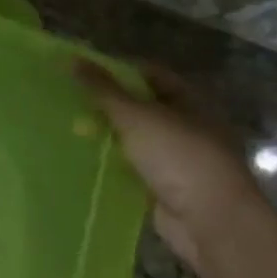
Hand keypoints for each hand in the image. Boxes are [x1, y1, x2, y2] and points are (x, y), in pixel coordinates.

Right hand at [75, 60, 270, 272]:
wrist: (208, 218)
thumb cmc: (178, 156)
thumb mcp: (137, 116)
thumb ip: (103, 90)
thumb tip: (73, 59)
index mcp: (188, 100)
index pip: (149, 74)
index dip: (117, 70)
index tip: (80, 74)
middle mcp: (185, 126)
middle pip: (140, 108)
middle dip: (107, 106)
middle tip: (68, 104)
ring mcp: (176, 159)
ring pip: (134, 141)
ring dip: (107, 138)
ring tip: (68, 132)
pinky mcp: (163, 187)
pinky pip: (131, 170)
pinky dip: (111, 167)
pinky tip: (83, 164)